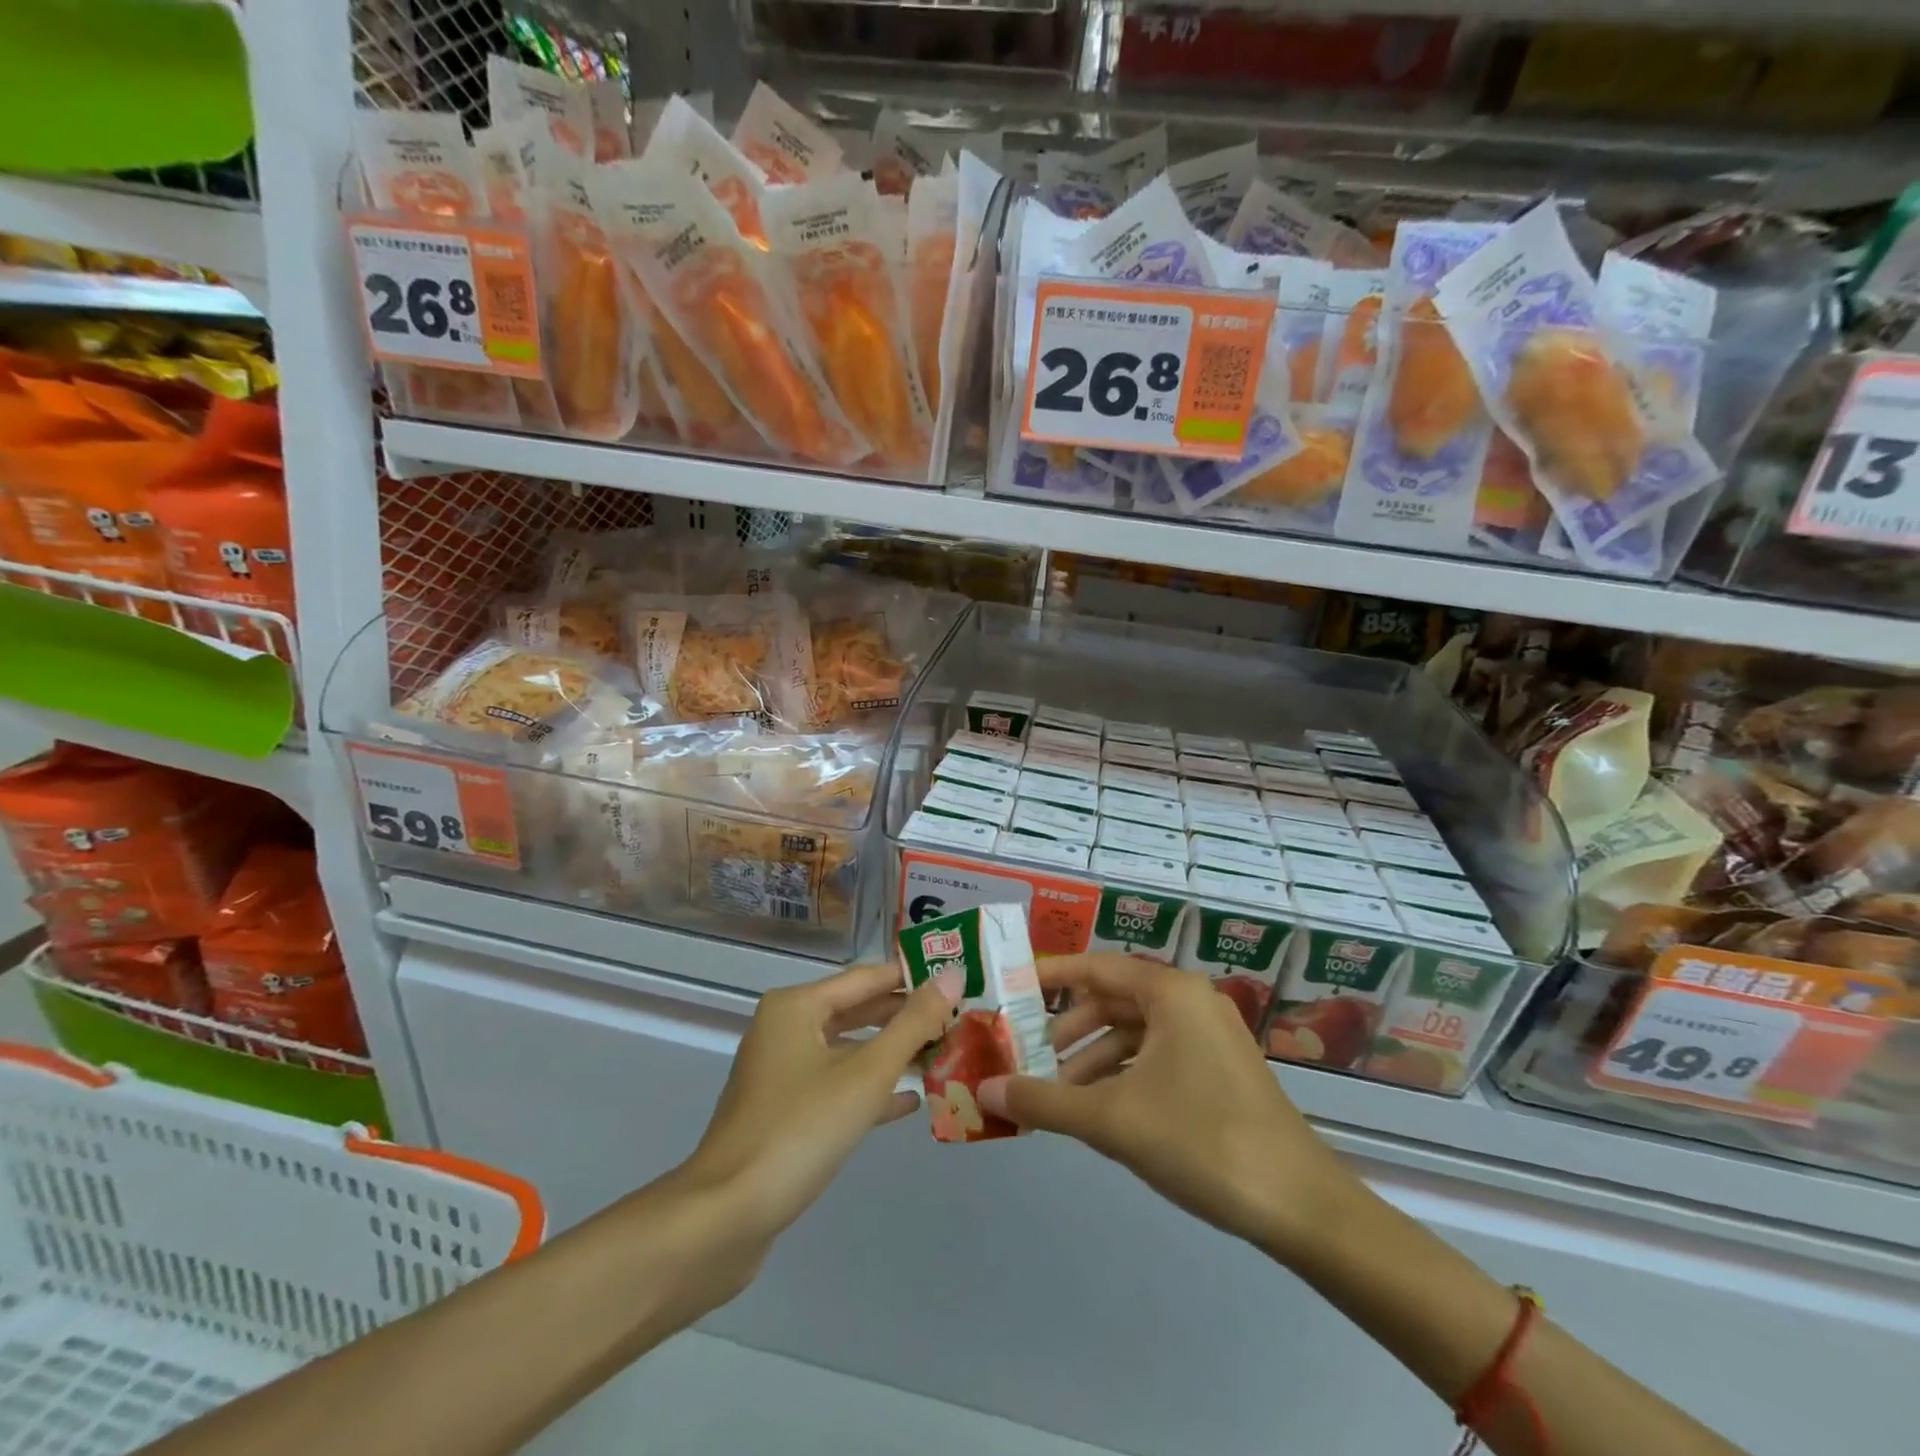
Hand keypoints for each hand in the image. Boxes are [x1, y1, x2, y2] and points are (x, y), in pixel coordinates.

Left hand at [679, 961, 961, 1255]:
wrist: (724, 1219)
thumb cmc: (800, 1130)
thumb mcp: (867, 1073)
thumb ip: (913, 1023)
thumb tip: (952, 973)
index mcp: (797, 1006)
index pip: (868, 977)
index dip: (913, 976)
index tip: (958, 978)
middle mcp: (785, 1028)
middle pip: (857, 1010)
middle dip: (905, 1015)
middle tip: (958, 1018)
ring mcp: (781, 1072)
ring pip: (848, 1049)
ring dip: (892, 1052)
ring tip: (942, 1054)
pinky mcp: (782, 1112)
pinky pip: (835, 1085)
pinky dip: (869, 1088)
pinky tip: (909, 1101)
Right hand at [978, 954, 1358, 1262]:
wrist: (1301, 1206)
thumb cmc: (1201, 1139)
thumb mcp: (1112, 1119)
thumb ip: (1044, 1101)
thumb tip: (985, 1090)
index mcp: (1170, 992)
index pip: (1095, 966)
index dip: (1049, 976)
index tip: (1009, 988)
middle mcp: (1190, 1002)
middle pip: (1112, 999)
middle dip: (1067, 1027)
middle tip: (1025, 1052)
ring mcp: (1208, 1037)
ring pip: (1133, 1032)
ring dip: (1091, 1057)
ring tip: (1054, 1091)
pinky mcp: (1218, 1071)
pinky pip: (1156, 1056)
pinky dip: (1121, 1074)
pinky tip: (1097, 1109)